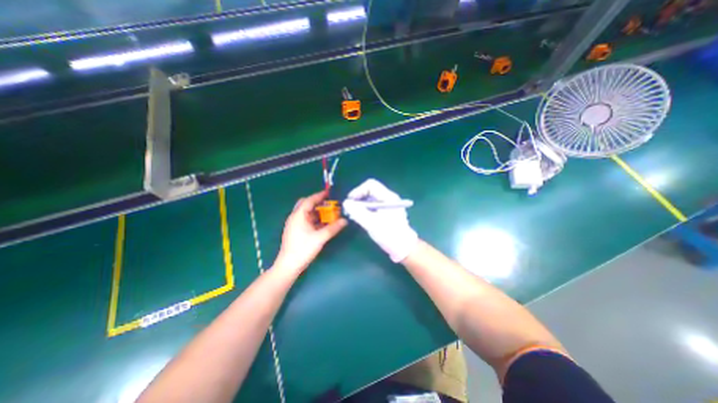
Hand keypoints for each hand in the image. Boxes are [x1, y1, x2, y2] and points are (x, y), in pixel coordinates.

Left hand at [275, 188, 345, 273]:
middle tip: (328, 203)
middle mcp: (295, 217)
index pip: (309, 200)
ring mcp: (294, 224)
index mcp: (299, 215)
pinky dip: (315, 219)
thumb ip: (333, 228)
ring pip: (306, 213)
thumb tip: (345, 221)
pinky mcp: (296, 231)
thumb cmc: (303, 249)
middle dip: (317, 203)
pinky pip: (306, 220)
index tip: (329, 193)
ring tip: (328, 213)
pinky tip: (323, 223)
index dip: (319, 195)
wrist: (289, 265)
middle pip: (306, 204)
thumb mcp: (320, 238)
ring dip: (317, 212)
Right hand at [343, 180, 418, 264]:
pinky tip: (361, 218)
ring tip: (353, 215)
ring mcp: (388, 205)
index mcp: (388, 197)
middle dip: (358, 198)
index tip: (350, 201)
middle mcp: (389, 198)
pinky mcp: (387, 212)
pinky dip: (365, 210)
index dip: (358, 191)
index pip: (371, 185)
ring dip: (360, 205)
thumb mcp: (371, 223)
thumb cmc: (389, 235)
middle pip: (370, 191)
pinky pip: (373, 206)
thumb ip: (357, 212)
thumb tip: (346, 203)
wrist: (404, 248)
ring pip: (371, 199)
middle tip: (350, 209)